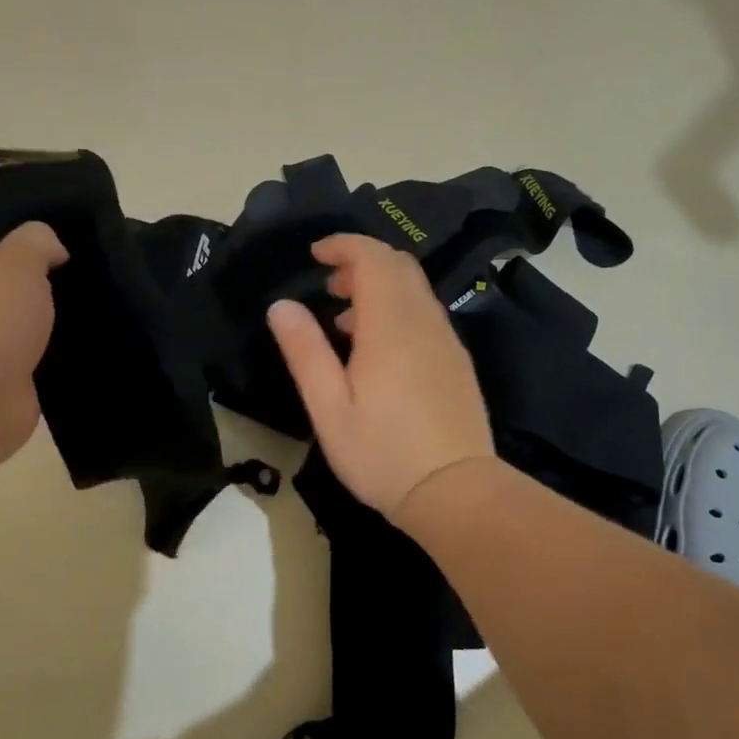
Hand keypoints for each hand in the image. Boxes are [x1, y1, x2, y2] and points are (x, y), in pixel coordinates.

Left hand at [0, 217, 66, 463]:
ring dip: (49, 309)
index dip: (13, 216)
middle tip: (82, 256)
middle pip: (2, 271)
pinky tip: (86, 335)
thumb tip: (51, 250)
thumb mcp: (18, 260)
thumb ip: (37, 240)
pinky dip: (53, 344)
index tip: (55, 215)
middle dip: (39, 265)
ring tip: (92, 295)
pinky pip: (32, 349)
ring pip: (20, 312)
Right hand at [267, 234, 494, 521]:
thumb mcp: (329, 408)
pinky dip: (399, 308)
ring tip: (345, 321)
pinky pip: (426, 313)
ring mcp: (446, 340)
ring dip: (380, 286)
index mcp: (391, 326)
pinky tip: (378, 348)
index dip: (344, 245)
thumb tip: (282, 305)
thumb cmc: (383, 454)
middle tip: (328, 286)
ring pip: (415, 288)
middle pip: (398, 265)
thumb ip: (305, 351)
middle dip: (361, 261)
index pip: (373, 258)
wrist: (457, 492)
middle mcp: (424, 321)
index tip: (315, 254)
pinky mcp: (456, 360)